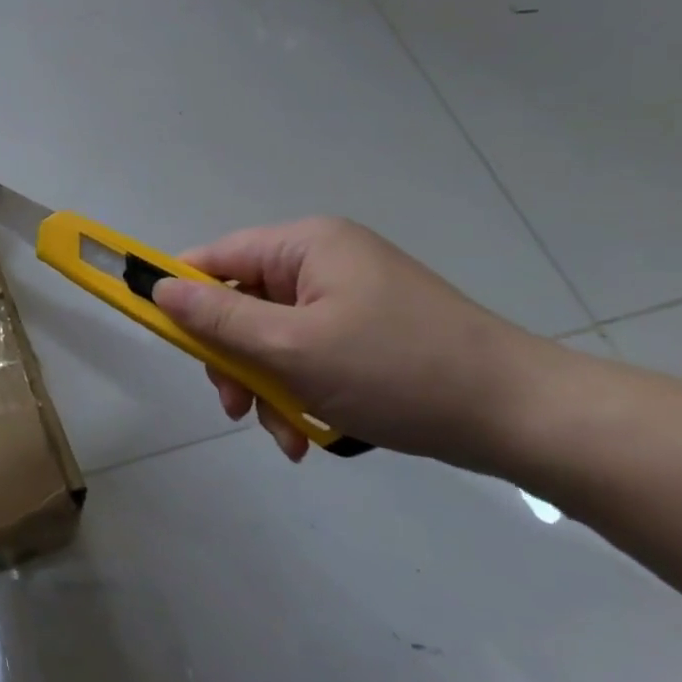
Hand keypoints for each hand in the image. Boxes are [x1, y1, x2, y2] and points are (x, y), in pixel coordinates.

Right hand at [151, 218, 559, 468]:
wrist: (521, 416)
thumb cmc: (396, 371)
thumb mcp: (292, 348)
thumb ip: (218, 318)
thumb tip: (159, 288)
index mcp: (305, 245)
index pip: (217, 257)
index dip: (181, 294)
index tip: (165, 340)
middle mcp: (324, 261)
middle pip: (244, 302)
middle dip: (234, 359)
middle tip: (235, 408)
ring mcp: (349, 297)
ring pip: (274, 337)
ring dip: (267, 386)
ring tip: (284, 436)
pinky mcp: (369, 332)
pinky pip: (310, 354)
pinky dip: (300, 390)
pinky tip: (310, 434)